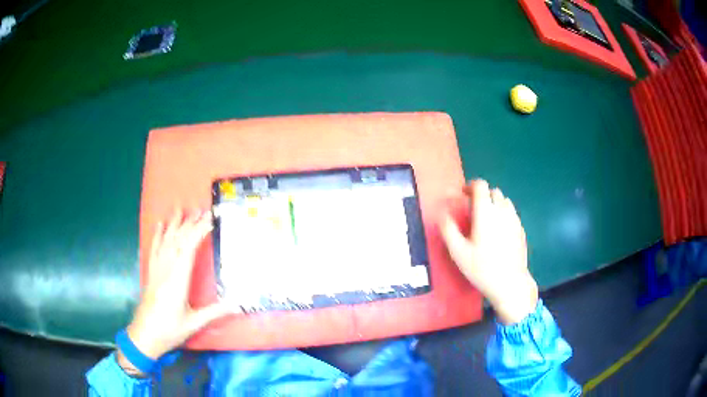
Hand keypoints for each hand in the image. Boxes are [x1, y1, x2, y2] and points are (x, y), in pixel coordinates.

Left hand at [117, 210, 230, 373]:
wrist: (145, 335)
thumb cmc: (170, 330)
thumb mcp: (194, 323)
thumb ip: (215, 312)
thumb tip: (237, 303)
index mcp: (178, 280)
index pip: (188, 249)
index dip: (198, 232)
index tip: (209, 220)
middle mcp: (166, 270)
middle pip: (177, 241)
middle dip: (189, 224)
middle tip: (201, 210)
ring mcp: (156, 269)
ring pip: (165, 241)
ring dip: (174, 224)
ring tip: (181, 209)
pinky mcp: (150, 272)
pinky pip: (154, 249)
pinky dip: (157, 235)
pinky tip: (160, 224)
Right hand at [440, 180, 537, 324]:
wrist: (510, 283)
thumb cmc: (482, 268)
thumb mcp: (458, 252)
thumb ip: (448, 229)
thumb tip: (442, 213)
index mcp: (486, 212)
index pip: (480, 185)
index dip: (470, 186)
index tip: (463, 195)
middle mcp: (502, 211)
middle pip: (494, 191)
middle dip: (483, 196)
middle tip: (473, 210)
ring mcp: (515, 220)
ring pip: (505, 201)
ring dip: (494, 204)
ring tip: (487, 219)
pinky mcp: (521, 230)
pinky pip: (512, 214)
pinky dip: (504, 215)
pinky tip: (499, 232)